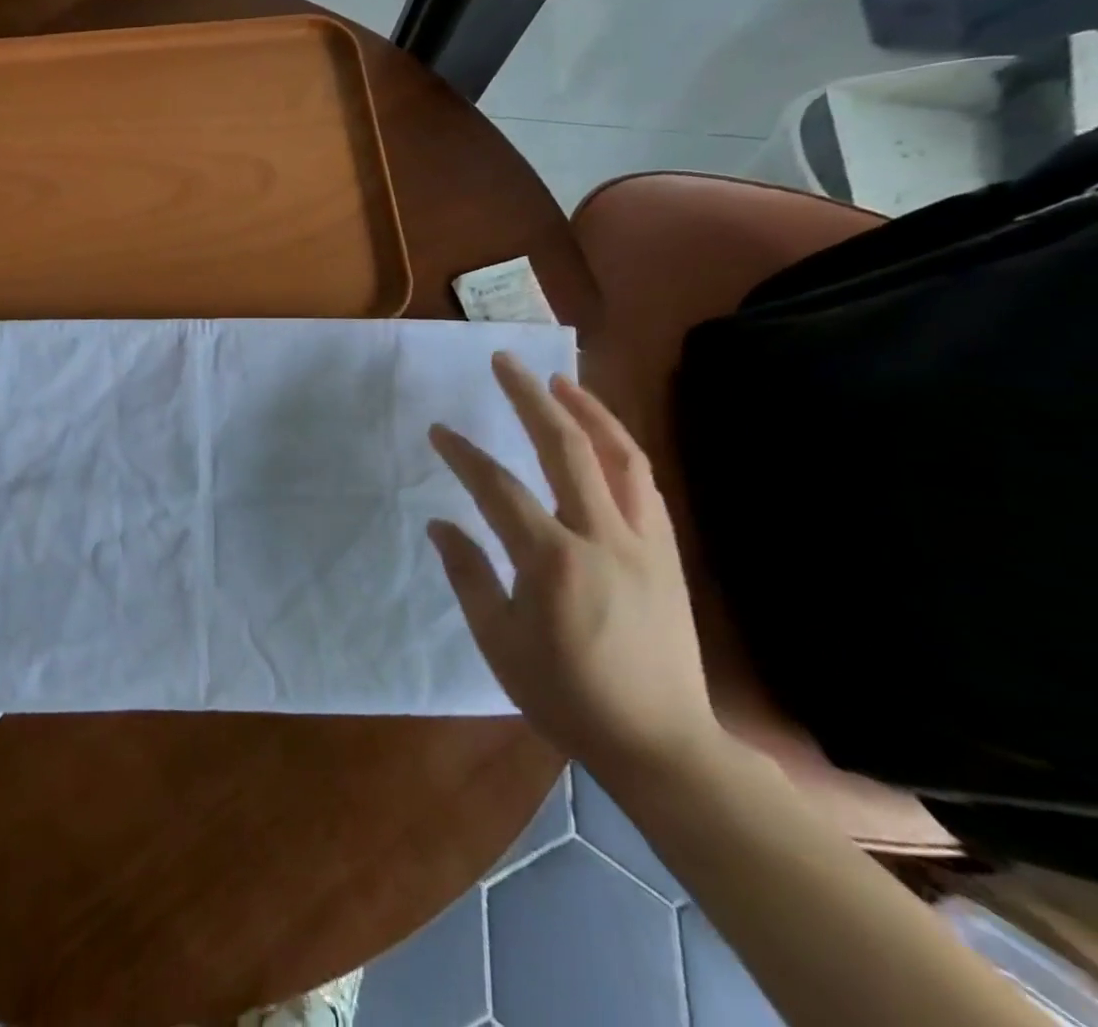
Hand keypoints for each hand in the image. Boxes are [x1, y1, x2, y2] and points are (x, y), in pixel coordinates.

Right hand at [427, 352, 718, 778]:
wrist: (662, 742)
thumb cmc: (567, 696)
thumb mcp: (499, 642)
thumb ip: (468, 574)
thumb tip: (439, 524)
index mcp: (552, 561)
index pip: (497, 488)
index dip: (463, 454)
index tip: (438, 430)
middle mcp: (602, 537)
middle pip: (565, 448)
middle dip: (530, 398)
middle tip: (505, 362)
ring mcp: (644, 542)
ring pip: (619, 456)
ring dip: (587, 410)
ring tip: (558, 380)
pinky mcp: (668, 553)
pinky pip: (644, 484)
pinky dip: (619, 448)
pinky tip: (600, 436)